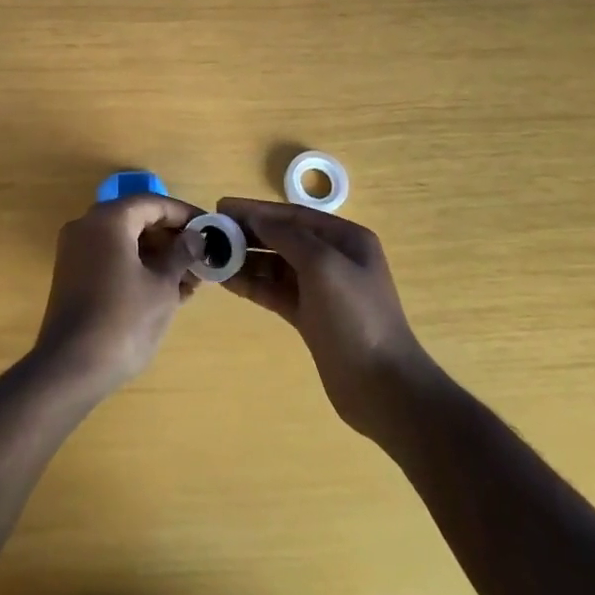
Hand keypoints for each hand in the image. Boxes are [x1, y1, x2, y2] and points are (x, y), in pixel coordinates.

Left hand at [32, 194, 202, 397]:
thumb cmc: (124, 320)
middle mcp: (87, 227)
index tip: (210, 228)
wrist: (71, 368)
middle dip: (171, 238)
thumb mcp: (163, 286)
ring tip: (190, 281)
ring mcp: (76, 252)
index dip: (184, 214)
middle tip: (201, 257)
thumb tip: (195, 237)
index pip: (153, 203)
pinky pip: (111, 259)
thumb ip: (181, 254)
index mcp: (109, 219)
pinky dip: (137, 268)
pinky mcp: (73, 277)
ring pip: (125, 242)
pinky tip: (166, 292)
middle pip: (137, 220)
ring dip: (157, 256)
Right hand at [218, 197, 431, 439]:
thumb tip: (257, 217)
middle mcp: (334, 259)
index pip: (293, 215)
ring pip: (277, 266)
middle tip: (211, 233)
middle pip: (283, 238)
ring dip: (247, 260)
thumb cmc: (356, 317)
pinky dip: (254, 285)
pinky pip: (276, 292)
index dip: (257, 210)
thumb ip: (288, 236)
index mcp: (345, 239)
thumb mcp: (323, 265)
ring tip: (213, 257)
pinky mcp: (311, 317)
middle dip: (249, 233)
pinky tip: (227, 281)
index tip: (222, 206)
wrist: (383, 388)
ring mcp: (322, 290)